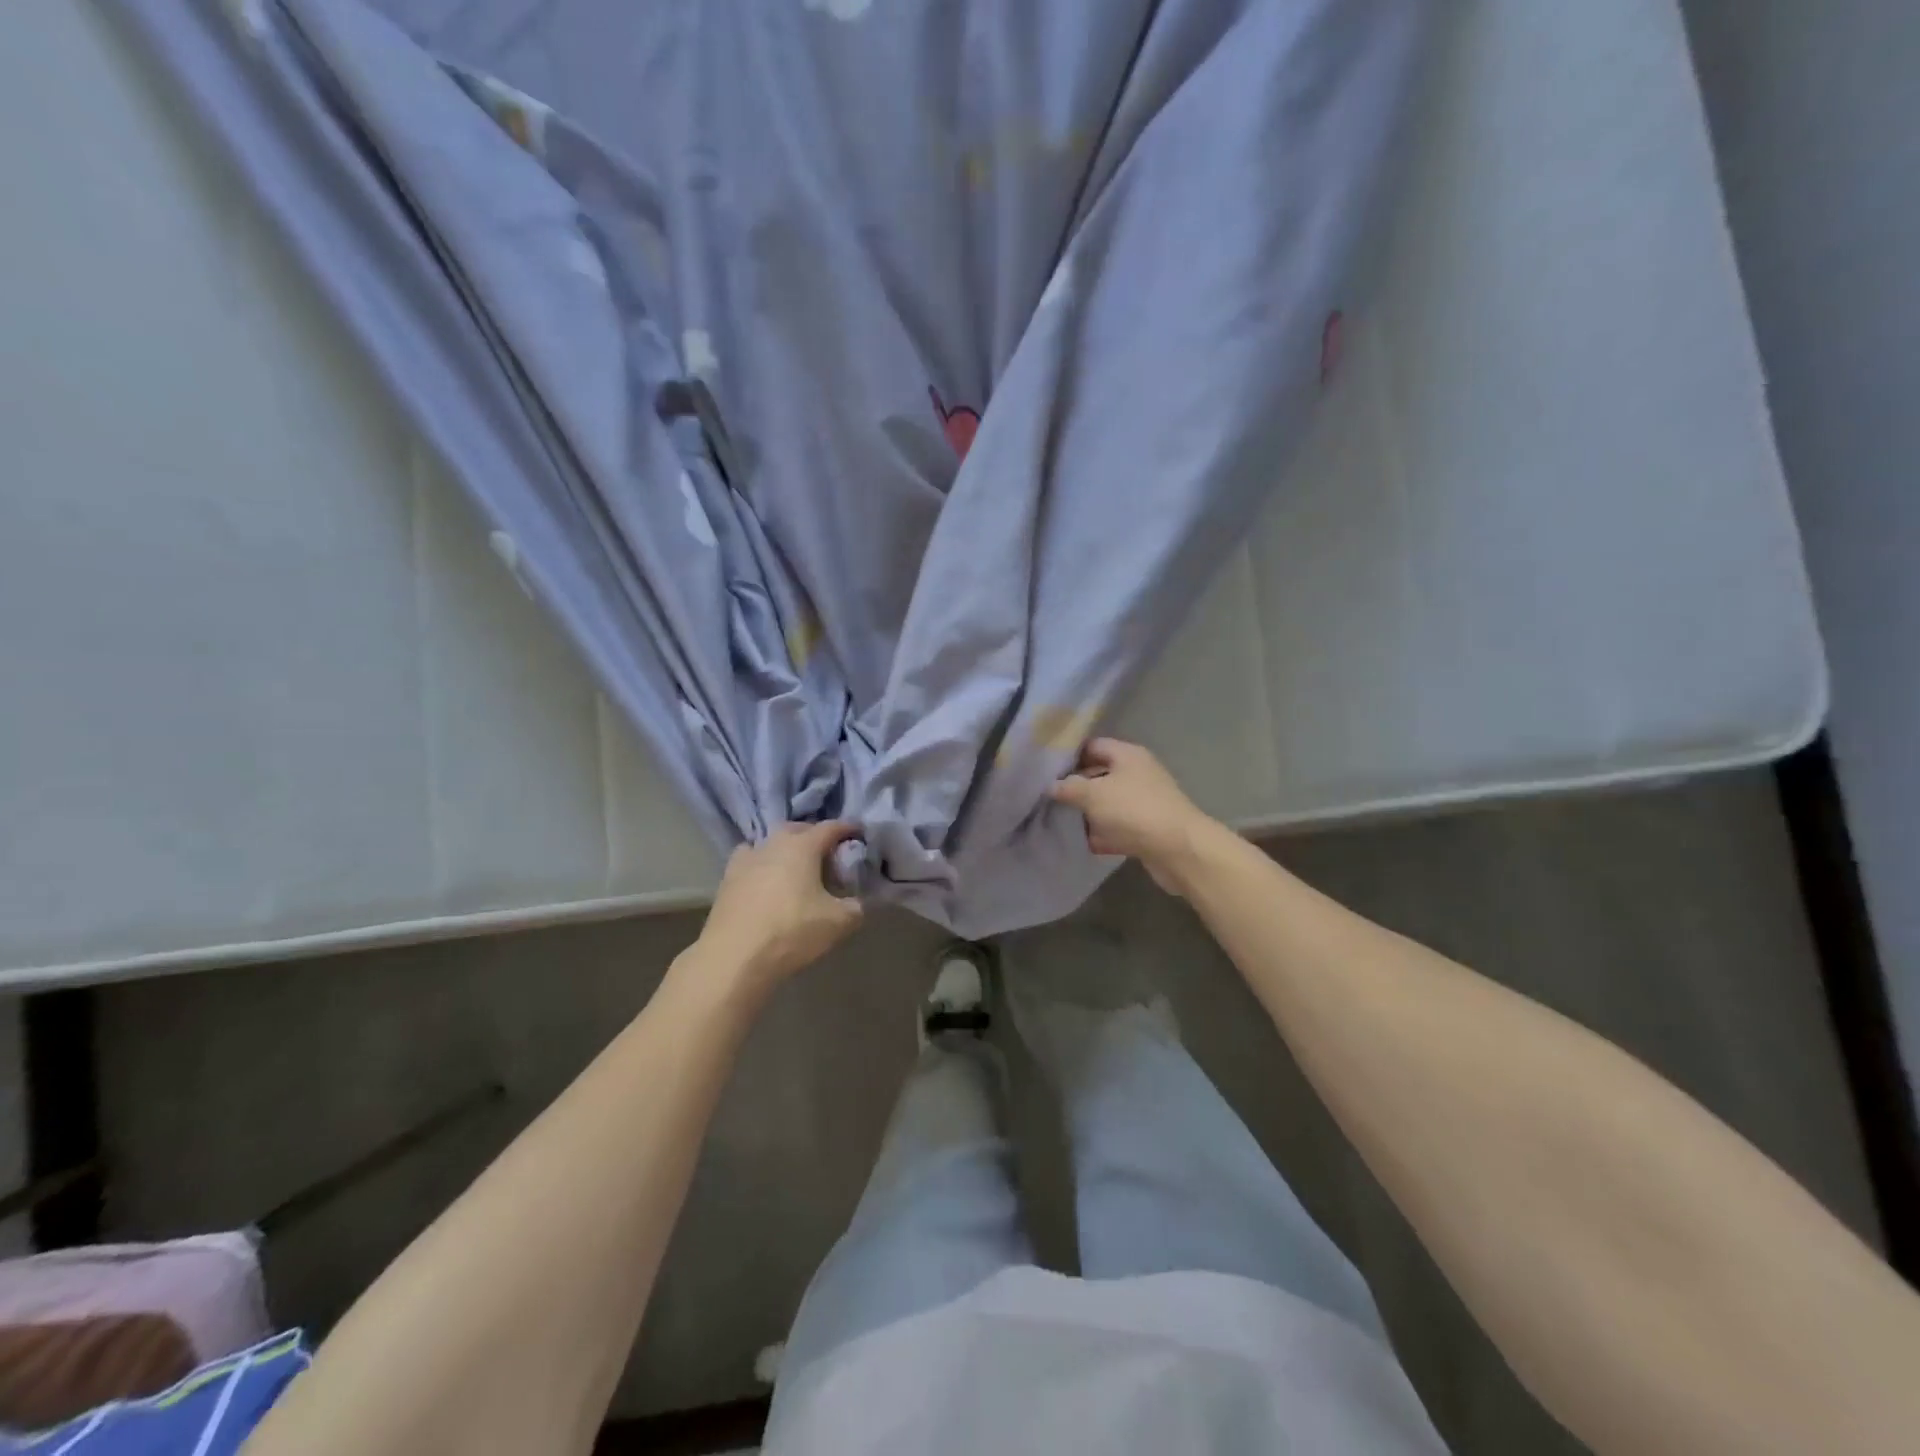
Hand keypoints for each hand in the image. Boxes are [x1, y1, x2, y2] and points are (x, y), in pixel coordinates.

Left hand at [698, 822, 864, 989]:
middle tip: (829, 855)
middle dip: (815, 837)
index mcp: (802, 846)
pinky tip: (766, 881)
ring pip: (771, 843)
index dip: (848, 829)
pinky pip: (750, 861)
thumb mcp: (838, 922)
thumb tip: (859, 902)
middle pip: (798, 829)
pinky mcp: (727, 879)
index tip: (860, 833)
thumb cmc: (792, 931)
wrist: (734, 958)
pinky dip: (762, 865)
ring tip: (796, 868)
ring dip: (786, 849)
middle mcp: (773, 844)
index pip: (831, 828)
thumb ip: (856, 907)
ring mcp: (746, 859)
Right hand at [1050, 738, 1216, 894]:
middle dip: (1075, 786)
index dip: (1069, 755)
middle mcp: (1138, 773)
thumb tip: (1051, 785)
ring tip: (1058, 820)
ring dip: (1088, 812)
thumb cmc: (1133, 810)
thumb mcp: (1092, 794)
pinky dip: (1103, 834)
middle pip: (1100, 774)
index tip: (1045, 768)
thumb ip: (1068, 787)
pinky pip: (1119, 827)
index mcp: (1127, 755)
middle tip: (1047, 796)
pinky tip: (1083, 843)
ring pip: (1108, 803)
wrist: (1178, 849)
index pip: (1093, 745)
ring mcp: (1144, 802)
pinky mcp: (1148, 828)